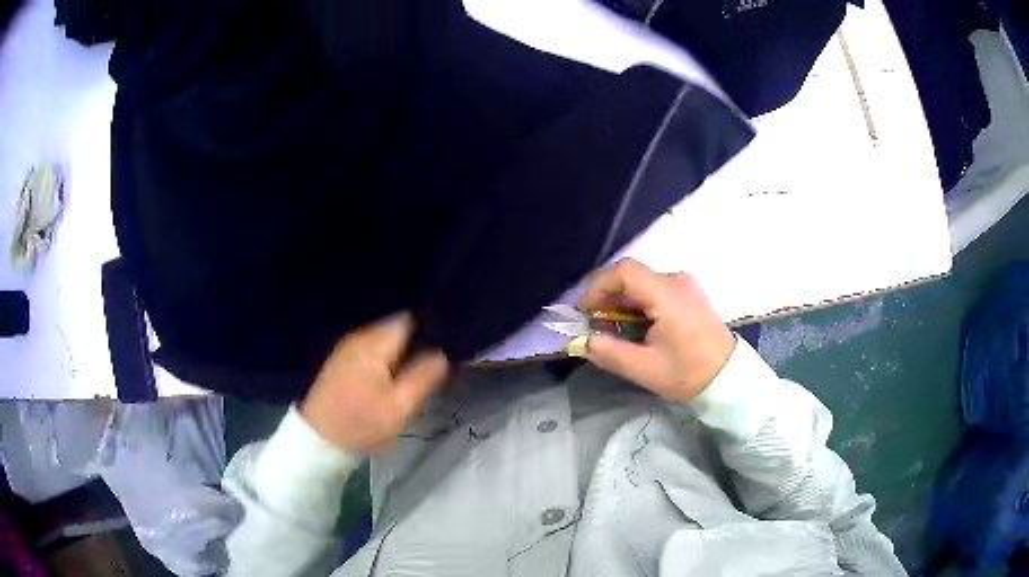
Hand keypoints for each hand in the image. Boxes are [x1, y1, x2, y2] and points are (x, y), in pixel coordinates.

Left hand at [300, 313, 448, 452]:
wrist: (319, 438)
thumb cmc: (361, 423)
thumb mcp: (399, 407)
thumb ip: (423, 377)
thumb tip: (443, 354)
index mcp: (375, 343)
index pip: (410, 319)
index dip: (431, 328)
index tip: (447, 344)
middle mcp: (360, 336)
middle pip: (397, 327)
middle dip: (418, 340)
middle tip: (437, 361)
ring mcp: (348, 346)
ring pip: (385, 338)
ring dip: (402, 350)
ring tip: (420, 368)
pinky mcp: (342, 359)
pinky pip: (373, 348)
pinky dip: (387, 356)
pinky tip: (395, 374)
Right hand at [581, 259, 734, 401]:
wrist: (728, 377)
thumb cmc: (687, 373)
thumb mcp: (643, 369)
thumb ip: (609, 352)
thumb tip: (584, 341)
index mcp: (666, 294)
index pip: (623, 272)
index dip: (598, 288)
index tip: (588, 313)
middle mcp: (676, 280)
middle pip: (632, 276)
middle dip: (609, 298)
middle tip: (600, 326)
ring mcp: (686, 284)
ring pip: (643, 282)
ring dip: (624, 302)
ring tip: (619, 330)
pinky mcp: (690, 292)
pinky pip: (656, 288)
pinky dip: (640, 303)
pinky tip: (640, 327)